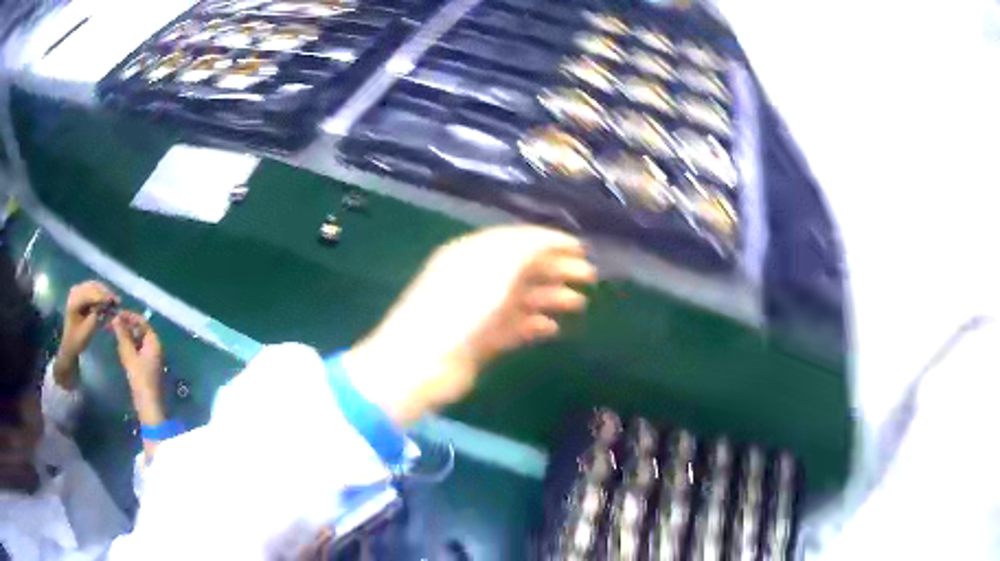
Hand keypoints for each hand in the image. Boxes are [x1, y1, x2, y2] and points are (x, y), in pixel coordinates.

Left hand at [54, 281, 118, 388]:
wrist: (70, 345)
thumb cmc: (78, 340)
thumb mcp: (88, 330)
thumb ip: (97, 315)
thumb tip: (108, 303)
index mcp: (74, 300)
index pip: (91, 294)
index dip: (104, 296)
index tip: (116, 300)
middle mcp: (75, 292)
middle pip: (93, 287)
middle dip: (105, 293)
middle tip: (116, 300)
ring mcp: (77, 292)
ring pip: (93, 287)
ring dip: (103, 293)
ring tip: (113, 300)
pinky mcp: (80, 295)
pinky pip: (91, 290)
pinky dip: (99, 295)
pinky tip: (106, 301)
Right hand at [112, 311, 164, 424]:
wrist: (147, 405)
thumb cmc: (140, 378)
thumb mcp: (129, 355)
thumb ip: (123, 336)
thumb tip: (116, 318)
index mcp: (154, 342)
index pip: (142, 322)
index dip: (129, 316)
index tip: (117, 313)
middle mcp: (153, 347)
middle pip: (139, 330)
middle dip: (126, 325)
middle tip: (112, 322)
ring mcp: (149, 357)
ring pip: (136, 339)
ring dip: (125, 335)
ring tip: (113, 331)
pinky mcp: (144, 366)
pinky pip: (135, 350)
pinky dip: (127, 345)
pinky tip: (119, 346)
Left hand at [344, 225, 597, 424]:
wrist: (423, 362)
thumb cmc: (460, 307)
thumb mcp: (495, 267)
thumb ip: (526, 248)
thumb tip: (551, 240)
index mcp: (473, 253)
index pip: (516, 239)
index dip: (549, 241)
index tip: (581, 249)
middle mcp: (475, 277)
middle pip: (521, 267)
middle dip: (556, 268)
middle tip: (589, 277)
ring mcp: (477, 310)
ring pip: (521, 297)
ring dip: (550, 296)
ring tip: (578, 303)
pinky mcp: (480, 340)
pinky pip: (513, 327)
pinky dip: (533, 325)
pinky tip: (552, 329)